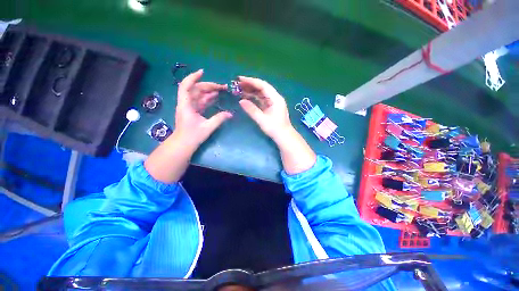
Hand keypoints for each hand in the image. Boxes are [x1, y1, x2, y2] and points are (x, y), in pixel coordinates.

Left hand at [175, 69, 232, 145]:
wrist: (183, 144)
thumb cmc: (192, 136)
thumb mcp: (207, 127)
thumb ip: (219, 119)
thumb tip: (230, 114)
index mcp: (186, 105)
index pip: (186, 86)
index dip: (193, 77)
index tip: (203, 72)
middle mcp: (186, 104)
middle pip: (196, 89)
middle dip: (208, 86)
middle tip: (222, 86)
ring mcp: (190, 107)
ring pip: (199, 95)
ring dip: (209, 91)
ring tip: (221, 90)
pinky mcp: (193, 111)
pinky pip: (200, 101)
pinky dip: (208, 98)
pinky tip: (215, 96)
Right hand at [237, 76, 292, 142]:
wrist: (284, 137)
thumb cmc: (275, 128)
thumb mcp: (262, 120)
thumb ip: (252, 110)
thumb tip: (241, 101)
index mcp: (276, 98)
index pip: (263, 85)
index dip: (251, 81)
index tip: (240, 79)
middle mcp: (275, 98)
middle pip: (262, 88)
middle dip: (250, 85)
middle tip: (238, 84)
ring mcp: (273, 102)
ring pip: (261, 93)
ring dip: (251, 91)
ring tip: (240, 90)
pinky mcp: (271, 107)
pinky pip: (261, 99)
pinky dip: (254, 98)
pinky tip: (247, 97)